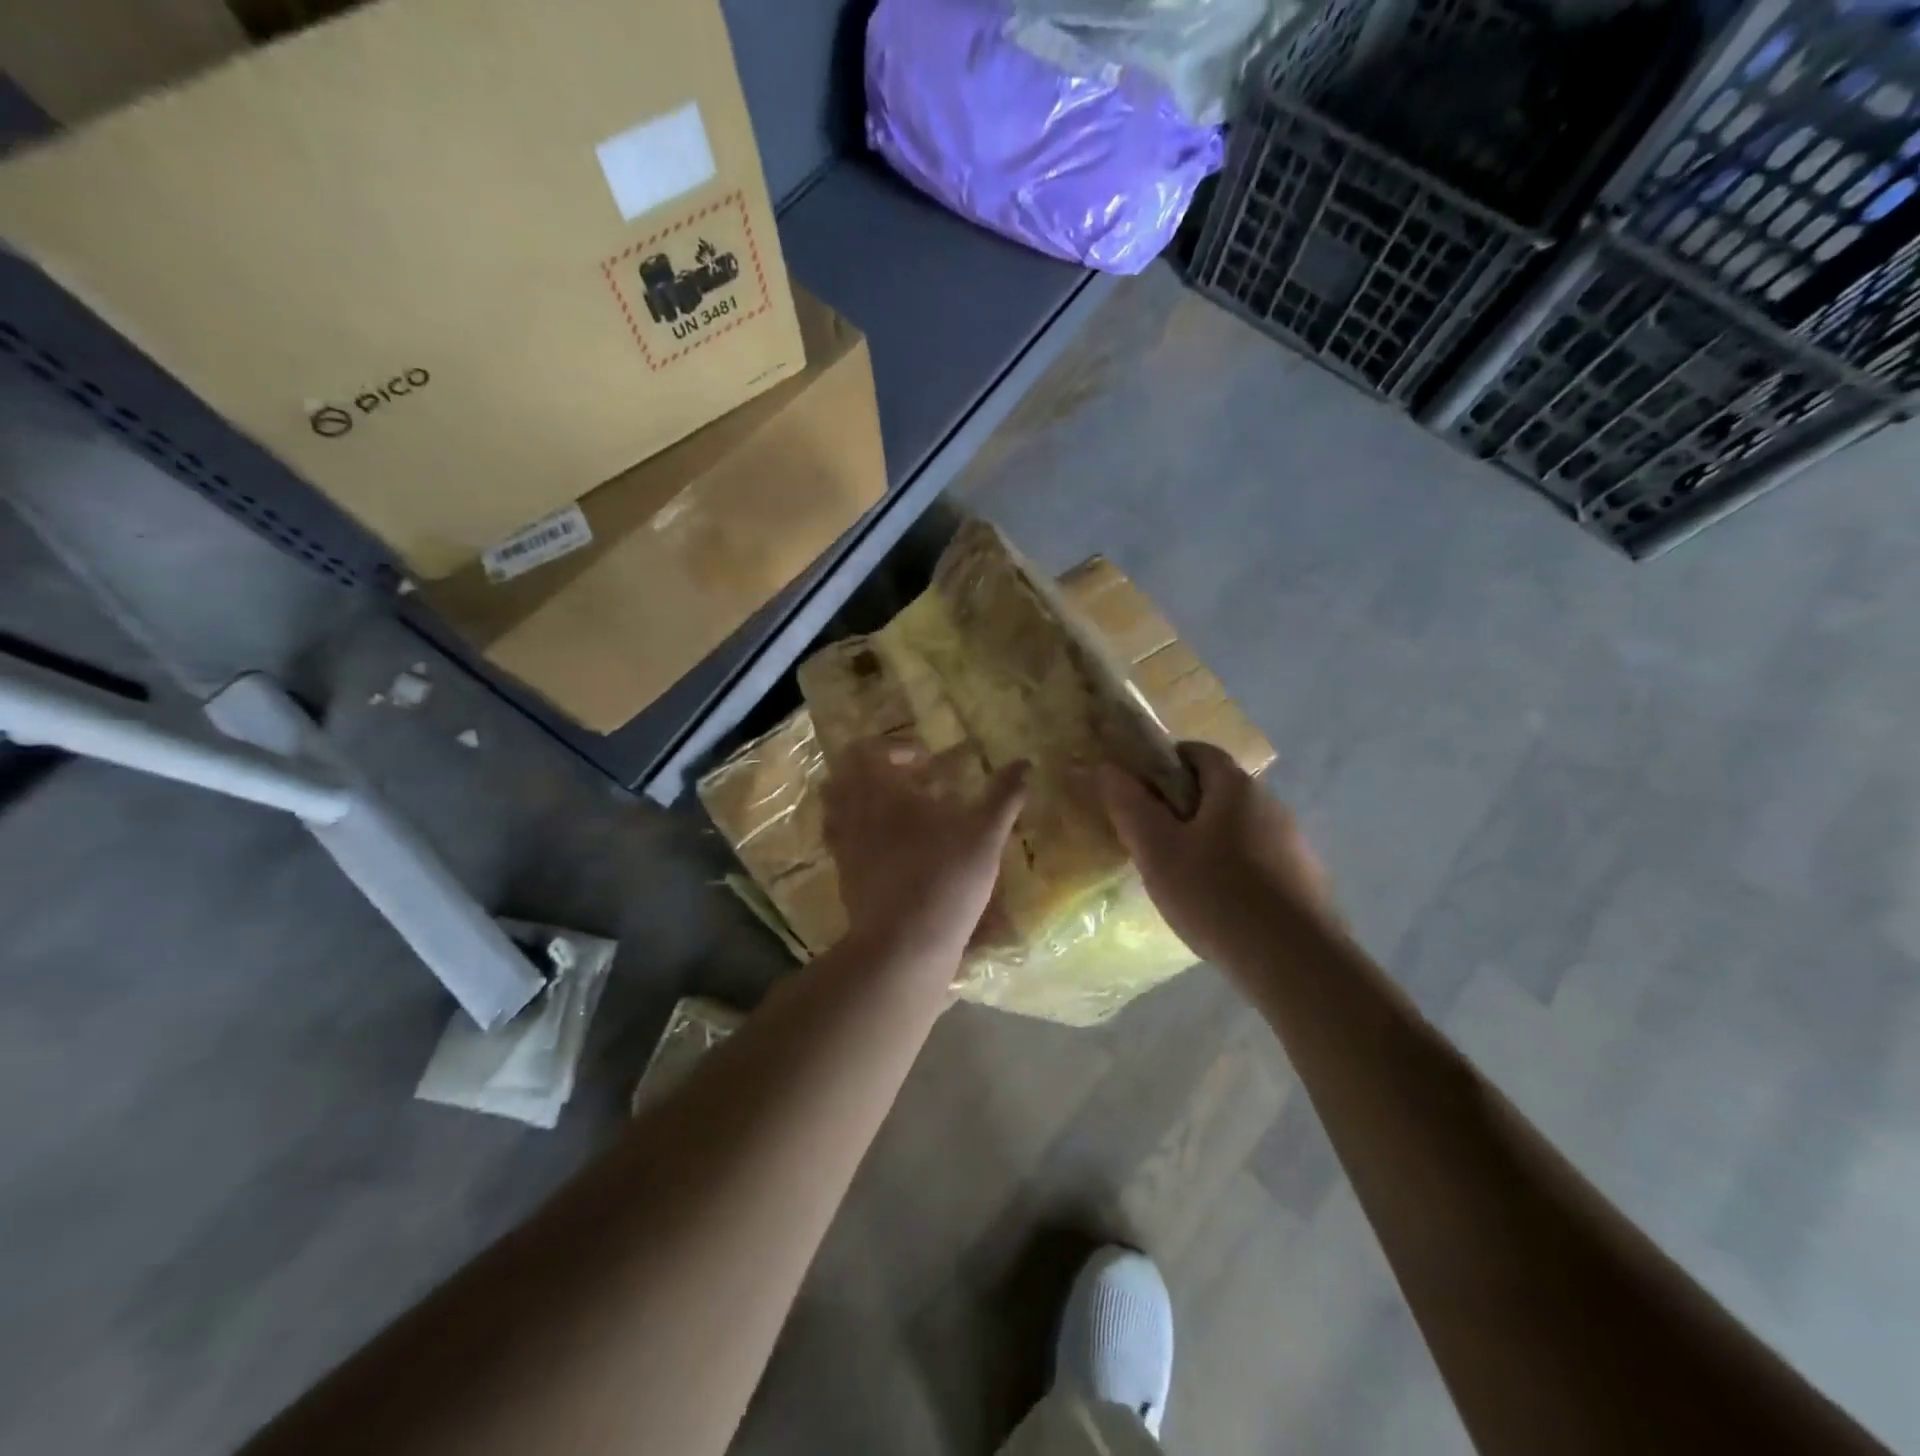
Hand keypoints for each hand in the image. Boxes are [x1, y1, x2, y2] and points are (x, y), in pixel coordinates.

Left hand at [822, 739, 1028, 970]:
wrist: (904, 944)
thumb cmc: (946, 879)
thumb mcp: (985, 834)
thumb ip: (1003, 795)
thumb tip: (1025, 763)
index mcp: (881, 791)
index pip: (868, 750)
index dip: (897, 749)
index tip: (928, 764)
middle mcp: (853, 812)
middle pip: (845, 774)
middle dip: (876, 770)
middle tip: (910, 783)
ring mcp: (843, 844)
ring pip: (837, 806)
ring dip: (862, 798)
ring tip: (896, 810)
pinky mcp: (843, 873)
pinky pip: (840, 838)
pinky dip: (858, 829)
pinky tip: (889, 845)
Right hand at [1099, 742, 1336, 966]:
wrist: (1296, 963)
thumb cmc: (1217, 895)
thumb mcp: (1158, 851)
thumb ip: (1131, 807)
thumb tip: (1109, 769)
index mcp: (1237, 788)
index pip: (1198, 752)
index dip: (1164, 764)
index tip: (1139, 794)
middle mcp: (1271, 805)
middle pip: (1219, 791)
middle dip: (1182, 808)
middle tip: (1152, 842)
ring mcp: (1294, 844)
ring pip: (1238, 828)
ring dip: (1208, 842)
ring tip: (1182, 880)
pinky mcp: (1306, 881)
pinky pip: (1258, 861)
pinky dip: (1234, 871)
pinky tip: (1220, 907)